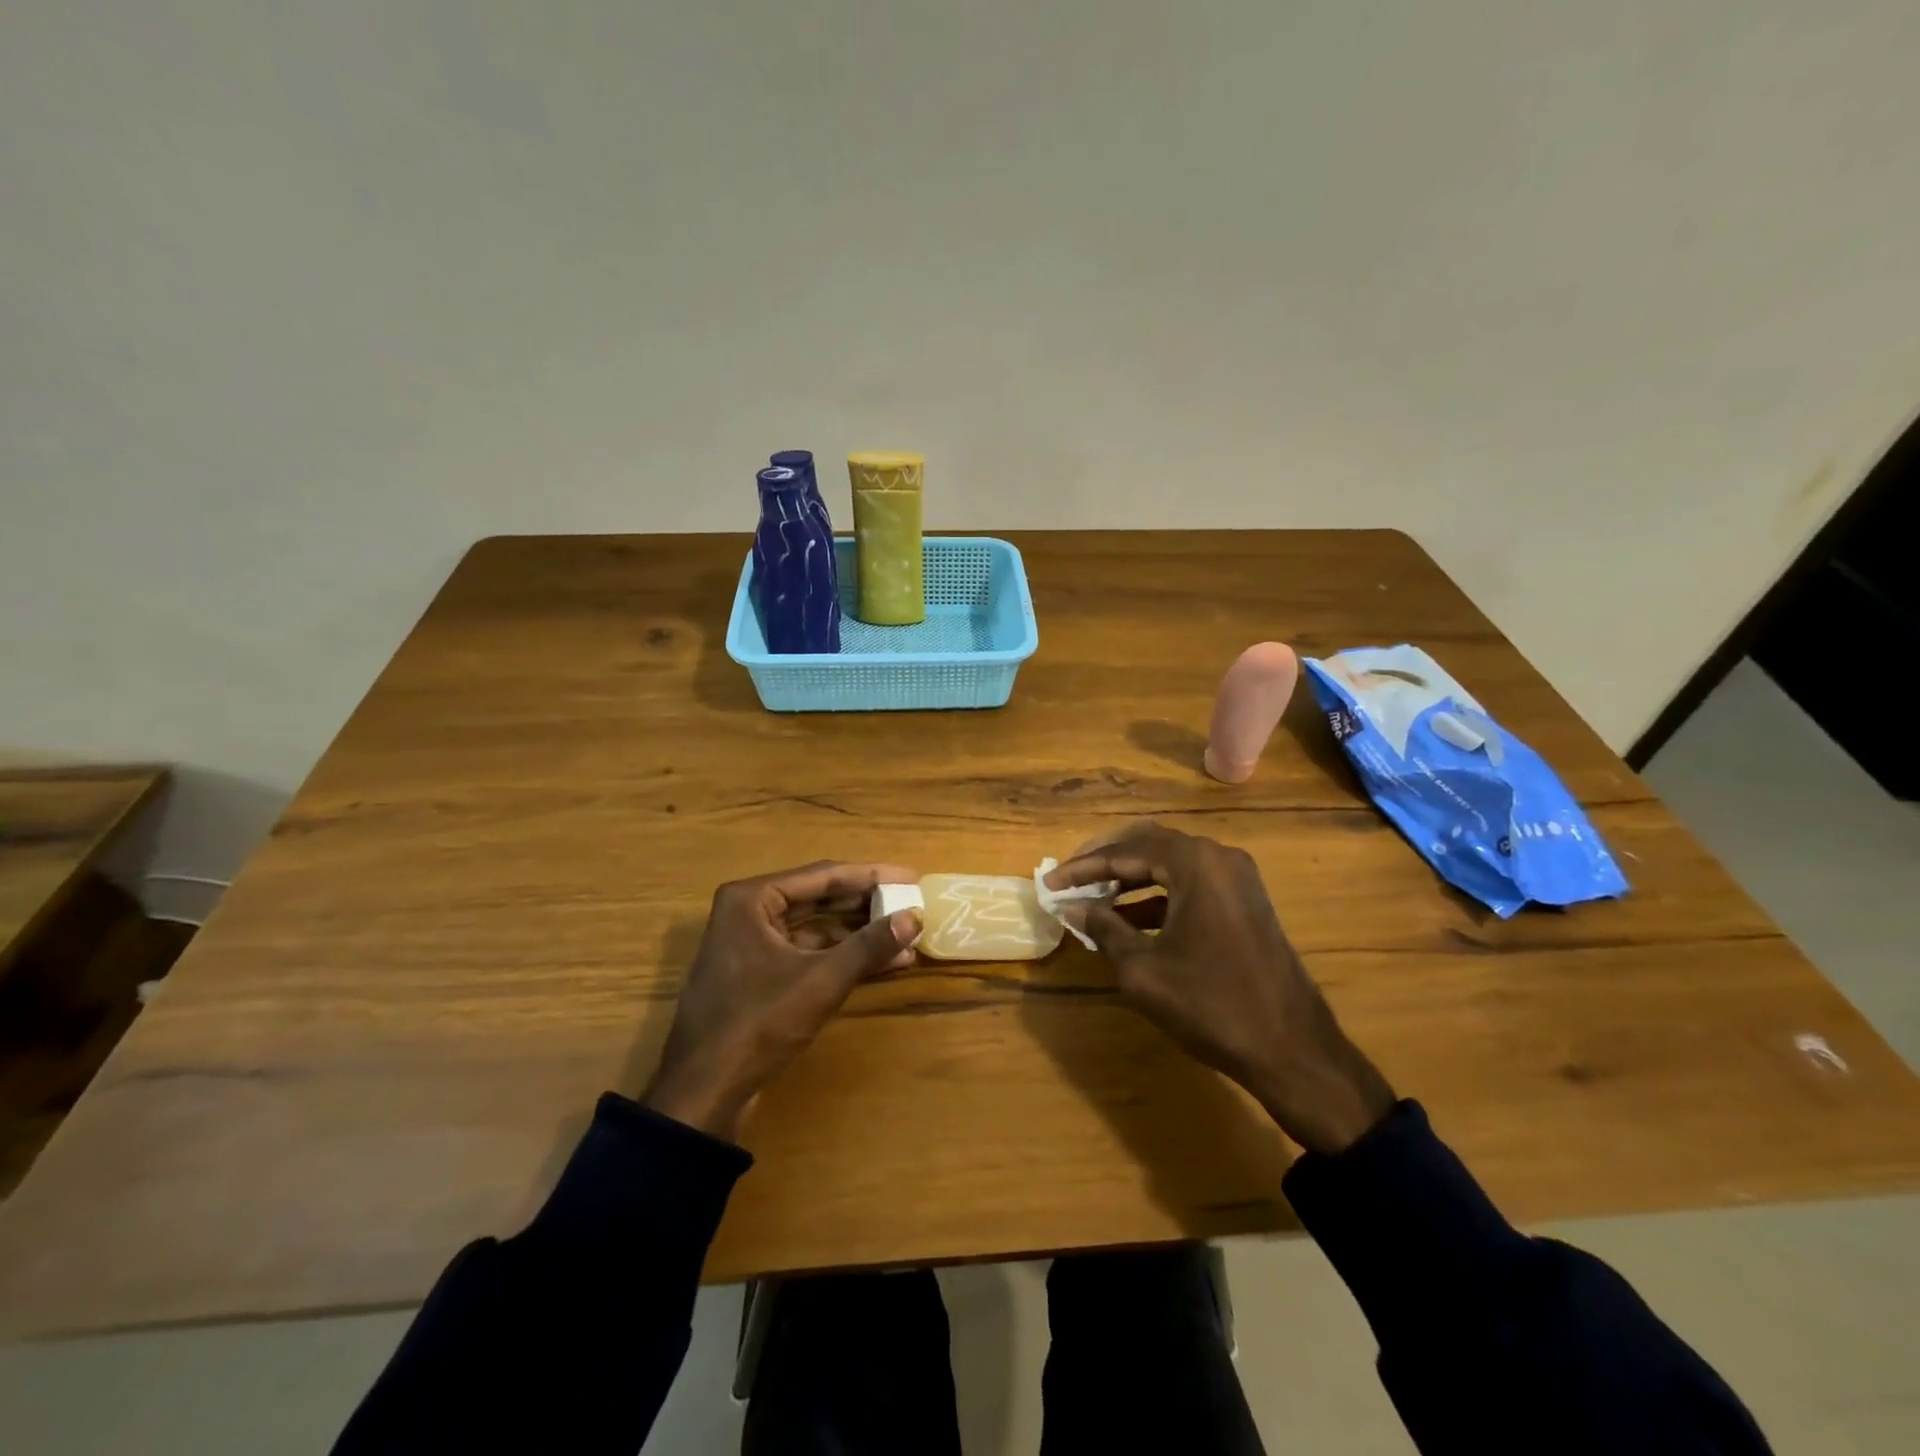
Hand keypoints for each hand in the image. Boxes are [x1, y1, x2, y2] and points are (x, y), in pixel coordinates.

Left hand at [642, 861, 921, 1141]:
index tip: (911, 877)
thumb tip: (916, 916)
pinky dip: (841, 957)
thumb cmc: (758, 1023)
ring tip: (905, 937)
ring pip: (816, 928)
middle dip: (867, 905)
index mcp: (752, 899)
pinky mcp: (758, 975)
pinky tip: (880, 964)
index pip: (823, 876)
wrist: (703, 1093)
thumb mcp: (820, 981)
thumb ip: (869, 946)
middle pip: (819, 899)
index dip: (872, 876)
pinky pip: (807, 953)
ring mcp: (751, 945)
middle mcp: (749, 912)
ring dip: (859, 935)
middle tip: (911, 903)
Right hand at [1045, 823, 1394, 1155]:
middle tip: (1070, 879)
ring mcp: (1237, 878)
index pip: (1125, 851)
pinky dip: (1158, 896)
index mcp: (1195, 863)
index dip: (1082, 868)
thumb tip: (1071, 907)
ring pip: (1171, 863)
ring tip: (1094, 902)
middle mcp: (1218, 857)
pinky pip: (1191, 884)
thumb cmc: (1211, 1005)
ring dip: (1131, 879)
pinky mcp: (1245, 901)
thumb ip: (1104, 928)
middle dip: (1106, 862)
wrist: (1292, 1049)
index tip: (1049, 882)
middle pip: (1149, 844)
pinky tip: (1131, 921)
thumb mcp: (1143, 970)